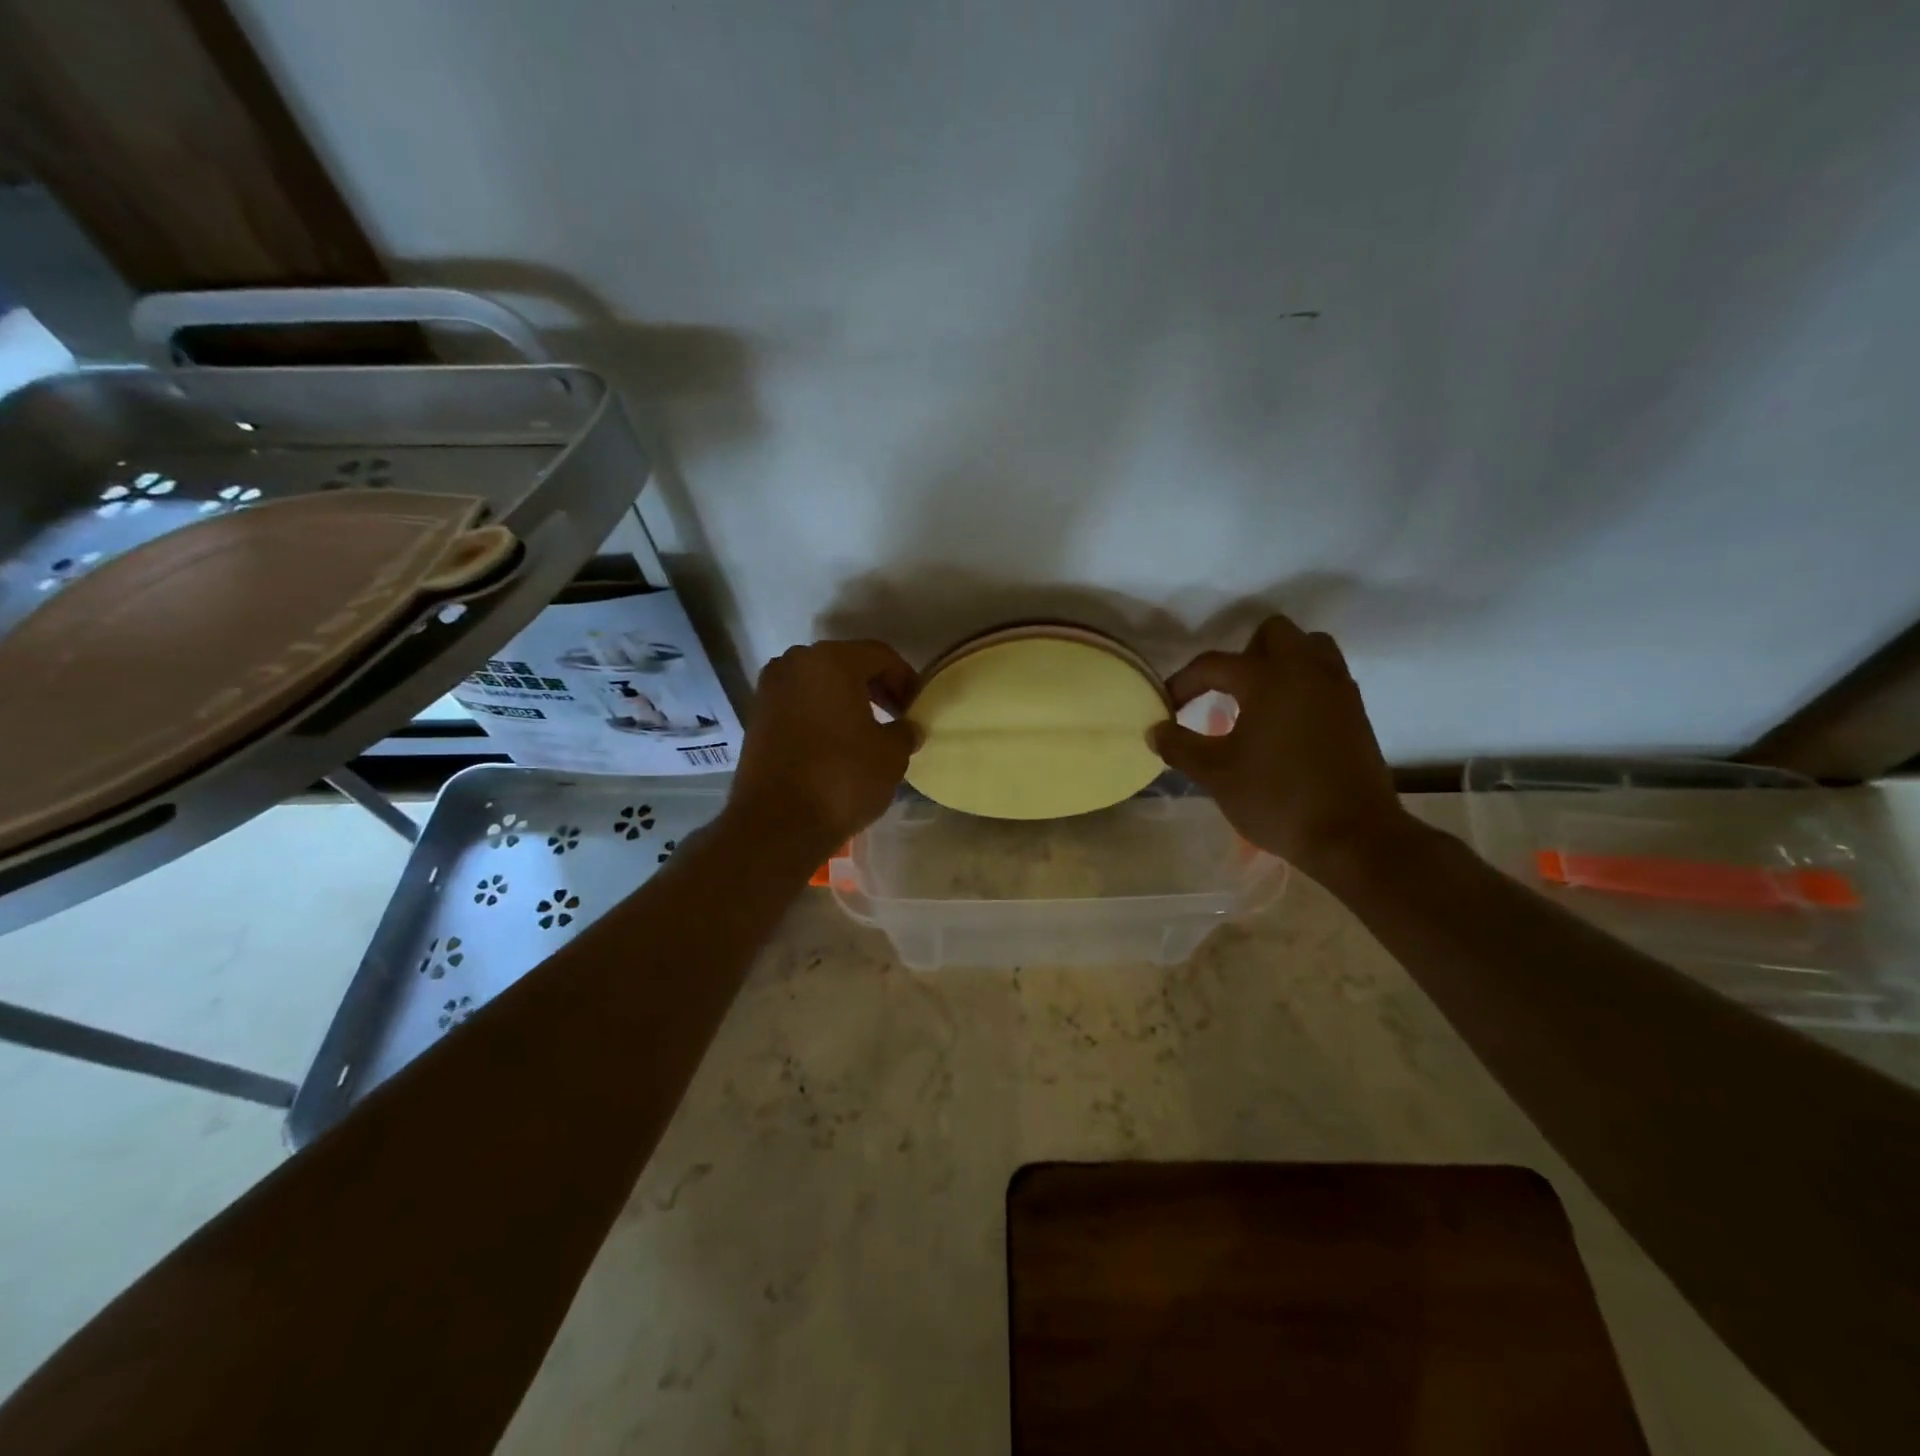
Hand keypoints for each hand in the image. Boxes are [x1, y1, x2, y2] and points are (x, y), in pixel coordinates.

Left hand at [728, 640, 917, 855]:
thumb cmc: (842, 779)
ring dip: (846, 699)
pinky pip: (799, 702)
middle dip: (875, 686)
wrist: (777, 824)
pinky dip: (821, 712)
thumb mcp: (891, 754)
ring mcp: (770, 689)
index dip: (905, 679)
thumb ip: (905, 731)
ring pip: (819, 682)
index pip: (880, 655)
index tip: (917, 707)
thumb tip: (906, 728)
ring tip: (867, 730)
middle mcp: (795, 663)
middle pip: (846, 663)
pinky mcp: (756, 716)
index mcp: (831, 660)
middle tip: (897, 715)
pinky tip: (837, 741)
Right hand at [1153, 616, 1409, 877]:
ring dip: (1280, 662)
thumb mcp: (1215, 774)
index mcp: (1268, 677)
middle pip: (1273, 633)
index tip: (1167, 708)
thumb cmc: (1277, 798)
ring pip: (1309, 647)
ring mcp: (1337, 688)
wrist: (1352, 836)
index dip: (1183, 683)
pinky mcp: (1356, 711)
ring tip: (1258, 700)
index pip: (1214, 664)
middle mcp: (1306, 670)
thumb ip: (1179, 746)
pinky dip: (1303, 684)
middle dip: (1242, 655)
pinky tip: (1286, 722)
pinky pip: (1326, 675)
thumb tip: (1156, 729)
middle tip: (1226, 693)